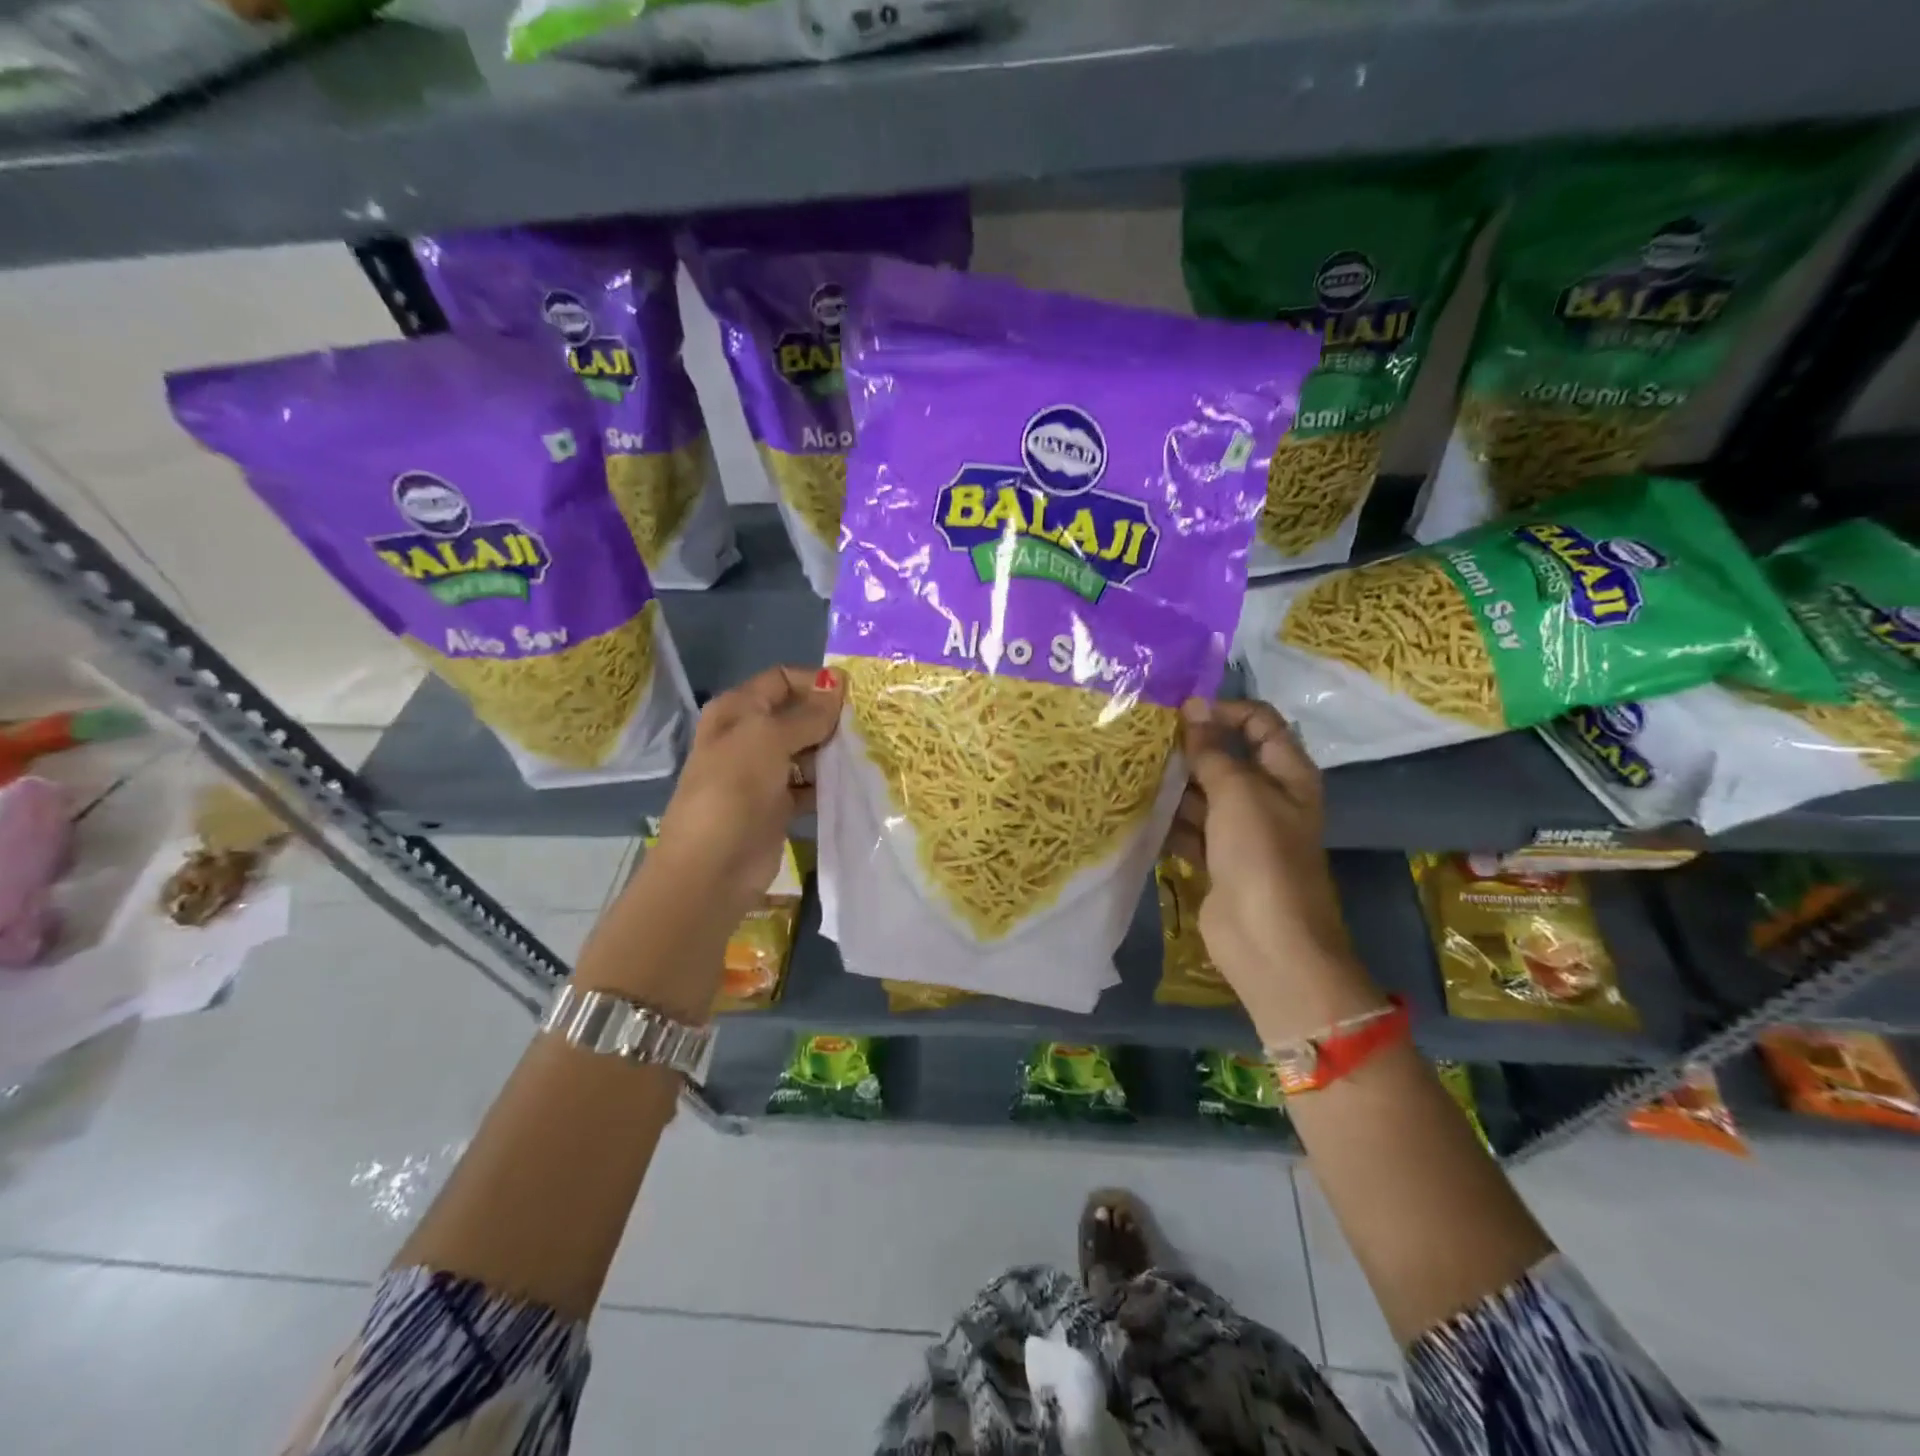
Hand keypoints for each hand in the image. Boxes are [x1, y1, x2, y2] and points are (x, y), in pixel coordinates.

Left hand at [649, 665, 843, 927]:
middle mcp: (748, 736)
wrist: (712, 867)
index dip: (815, 682)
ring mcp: (762, 773)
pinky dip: (828, 784)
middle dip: (829, 717)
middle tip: (869, 724)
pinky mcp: (777, 806)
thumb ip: (806, 714)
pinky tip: (855, 783)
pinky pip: (809, 785)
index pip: (781, 680)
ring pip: (805, 751)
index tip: (855, 695)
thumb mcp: (768, 739)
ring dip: (832, 751)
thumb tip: (837, 683)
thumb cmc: (734, 790)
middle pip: (796, 715)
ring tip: (868, 752)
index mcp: (736, 711)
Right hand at [1167, 698, 1379, 1040]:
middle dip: (1191, 748)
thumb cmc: (1262, 856)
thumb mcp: (1238, 793)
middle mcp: (1267, 797)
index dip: (1224, 710)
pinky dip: (1168, 821)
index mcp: (1287, 774)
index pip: (1260, 723)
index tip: (1181, 713)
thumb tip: (1193, 707)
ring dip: (1174, 785)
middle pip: (1227, 758)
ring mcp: (1241, 832)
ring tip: (1132, 770)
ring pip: (1203, 795)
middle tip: (1145, 739)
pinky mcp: (1217, 860)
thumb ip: (1213, 751)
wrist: (1267, 941)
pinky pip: (1189, 829)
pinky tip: (1136, 809)